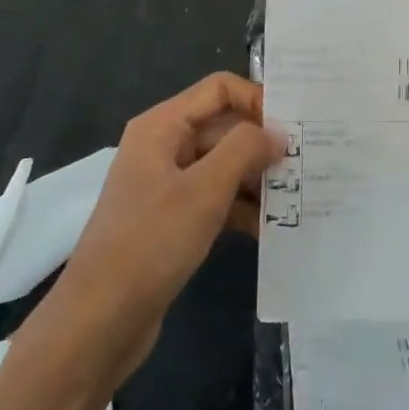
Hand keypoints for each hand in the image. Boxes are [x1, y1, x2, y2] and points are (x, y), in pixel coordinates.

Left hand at [60, 74, 283, 379]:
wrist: (100, 320)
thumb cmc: (151, 243)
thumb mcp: (204, 190)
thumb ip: (244, 150)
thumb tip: (277, 134)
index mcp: (162, 127)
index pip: (219, 89)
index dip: (257, 100)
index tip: (295, 129)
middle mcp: (164, 147)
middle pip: (224, 127)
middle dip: (263, 144)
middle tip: (307, 165)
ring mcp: (167, 184)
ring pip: (223, 165)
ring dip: (257, 179)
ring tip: (298, 198)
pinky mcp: (172, 219)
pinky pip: (215, 199)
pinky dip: (241, 208)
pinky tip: (271, 228)